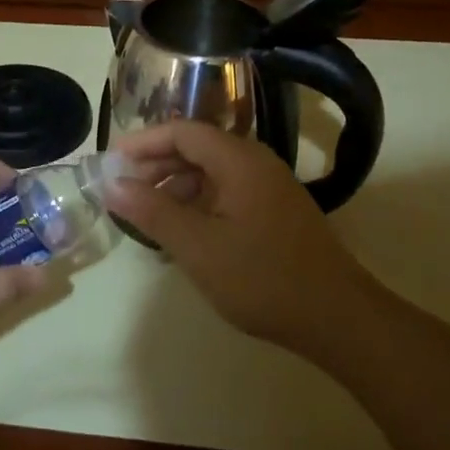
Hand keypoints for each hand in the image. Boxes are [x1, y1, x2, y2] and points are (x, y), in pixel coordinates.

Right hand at [105, 122, 371, 348]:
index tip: (111, 161)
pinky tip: (183, 232)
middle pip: (197, 148)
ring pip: (212, 172)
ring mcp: (269, 187)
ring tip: (148, 214)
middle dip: (156, 164)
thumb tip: (112, 184)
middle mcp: (256, 163)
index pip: (182, 131)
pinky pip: (227, 192)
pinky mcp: (276, 211)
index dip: (143, 142)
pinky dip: (198, 203)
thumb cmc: (262, 278)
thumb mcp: (197, 247)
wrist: (337, 318)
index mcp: (239, 160)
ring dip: (176, 186)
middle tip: (123, 189)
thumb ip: (152, 211)